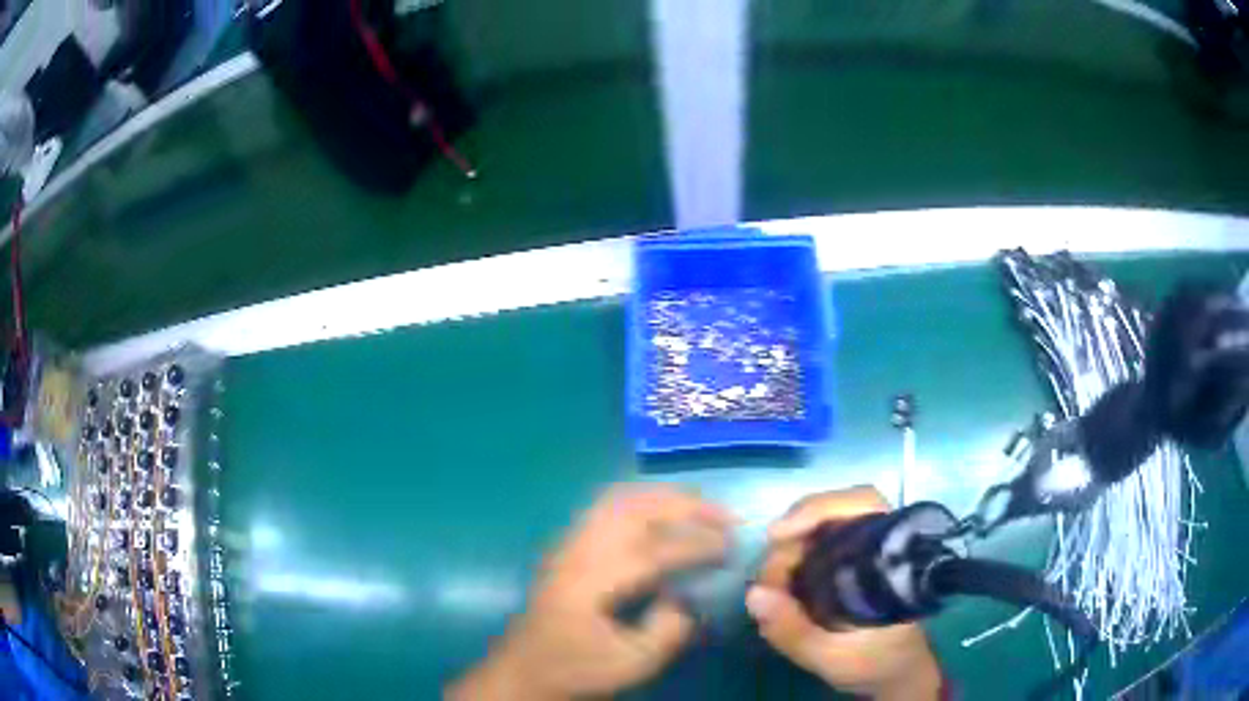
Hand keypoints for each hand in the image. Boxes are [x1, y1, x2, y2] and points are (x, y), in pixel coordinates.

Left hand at [447, 485, 734, 699]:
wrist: (523, 669)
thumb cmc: (575, 669)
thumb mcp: (630, 664)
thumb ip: (667, 631)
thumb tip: (685, 597)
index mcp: (591, 582)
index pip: (653, 550)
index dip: (696, 544)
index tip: (731, 546)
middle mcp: (579, 551)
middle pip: (634, 509)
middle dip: (684, 506)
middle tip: (724, 516)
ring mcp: (569, 544)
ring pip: (619, 500)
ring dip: (664, 498)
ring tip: (700, 508)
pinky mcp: (568, 547)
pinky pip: (608, 507)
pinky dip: (643, 501)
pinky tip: (662, 514)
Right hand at [747, 486, 942, 700]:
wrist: (894, 672)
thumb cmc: (875, 662)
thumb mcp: (832, 657)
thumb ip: (793, 630)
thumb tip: (753, 593)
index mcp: (891, 556)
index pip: (863, 503)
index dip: (819, 508)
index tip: (778, 534)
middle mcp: (879, 542)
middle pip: (830, 514)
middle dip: (791, 543)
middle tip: (769, 583)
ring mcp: (862, 551)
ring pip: (817, 530)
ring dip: (787, 556)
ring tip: (771, 593)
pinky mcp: (848, 563)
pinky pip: (813, 548)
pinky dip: (790, 565)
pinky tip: (780, 592)